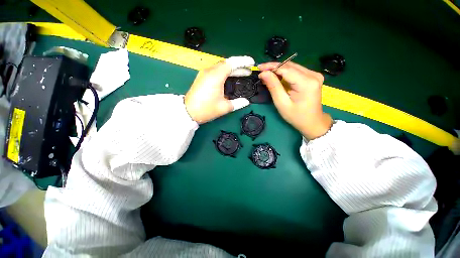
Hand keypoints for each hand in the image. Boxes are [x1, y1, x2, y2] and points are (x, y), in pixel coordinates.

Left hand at [185, 56, 253, 123]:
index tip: (251, 62)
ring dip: (232, 70)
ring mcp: (204, 74)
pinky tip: (230, 79)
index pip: (231, 63)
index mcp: (216, 76)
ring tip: (242, 74)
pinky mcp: (202, 78)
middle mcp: (209, 72)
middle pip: (226, 64)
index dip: (243, 61)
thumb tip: (246, 101)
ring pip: (221, 67)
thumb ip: (237, 103)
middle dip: (239, 66)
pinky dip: (225, 73)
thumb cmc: (206, 109)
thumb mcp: (224, 107)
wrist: (188, 112)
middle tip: (248, 71)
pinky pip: (216, 71)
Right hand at [258, 62, 332, 139]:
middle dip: (274, 67)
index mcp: (307, 83)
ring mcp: (315, 75)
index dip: (271, 67)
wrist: (312, 122)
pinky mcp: (313, 77)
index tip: (259, 69)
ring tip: (266, 75)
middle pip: (289, 66)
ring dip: (278, 69)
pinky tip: (277, 77)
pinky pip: (296, 71)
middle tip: (261, 71)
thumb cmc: (296, 116)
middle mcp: (313, 75)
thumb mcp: (282, 103)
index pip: (286, 69)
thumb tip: (264, 73)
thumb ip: (273, 86)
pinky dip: (285, 73)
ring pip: (292, 67)